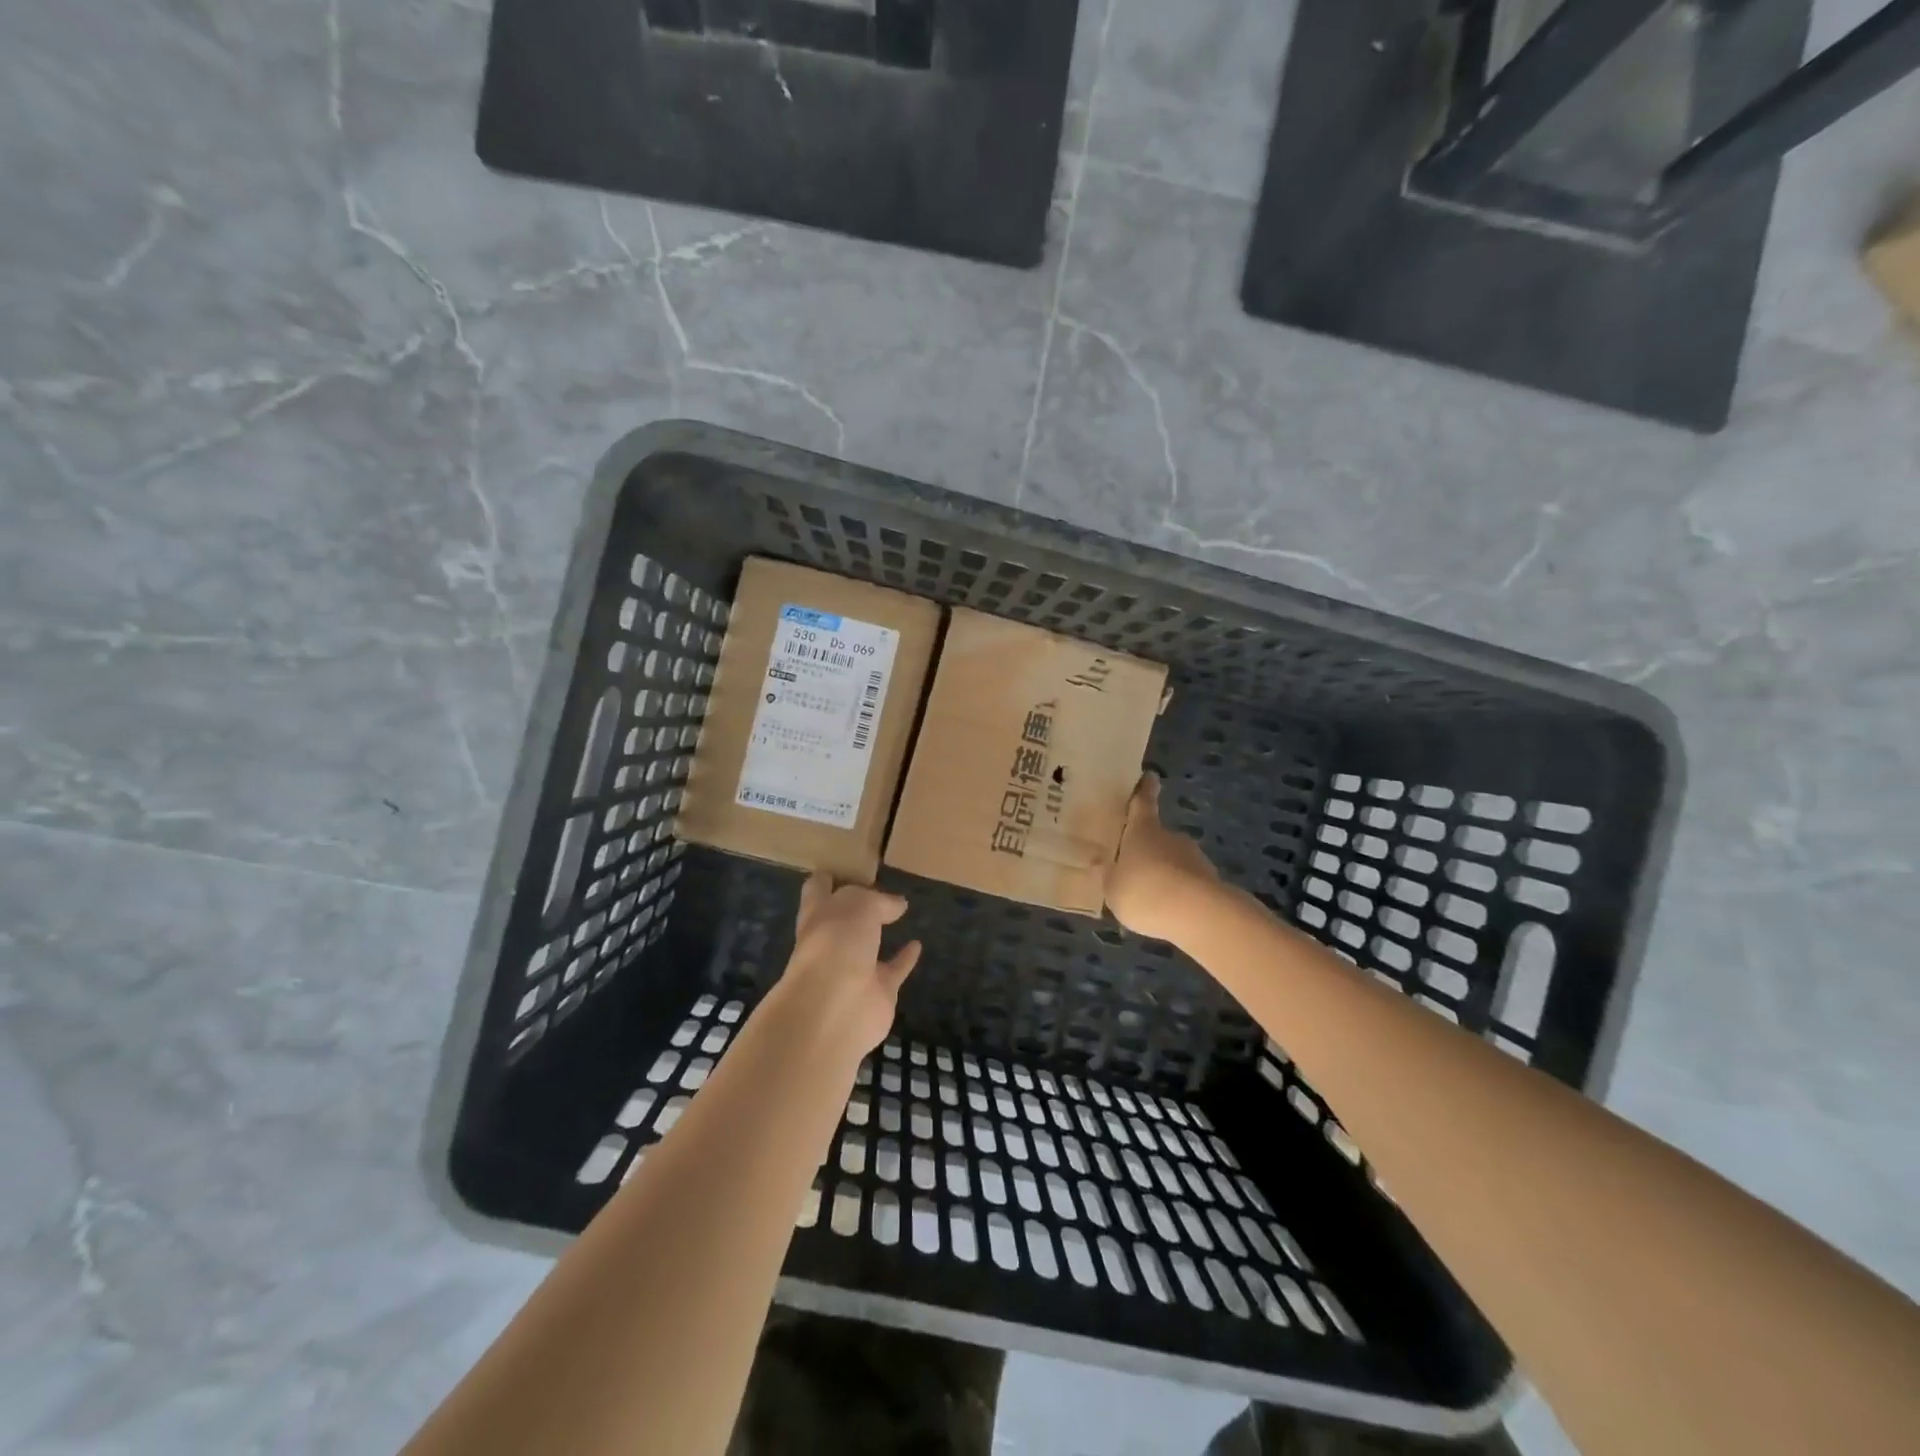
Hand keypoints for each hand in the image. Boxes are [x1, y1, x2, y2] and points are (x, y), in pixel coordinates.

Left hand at [767, 874, 921, 1064]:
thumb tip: (897, 905)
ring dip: (880, 930)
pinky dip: (905, 959)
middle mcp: (830, 941)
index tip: (848, 862)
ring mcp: (852, 969)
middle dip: (856, 903)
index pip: (818, 889)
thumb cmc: (836, 943)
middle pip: (842, 917)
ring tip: (902, 909)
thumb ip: (879, 900)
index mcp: (817, 915)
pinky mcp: (877, 993)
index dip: (829, 877)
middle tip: (880, 883)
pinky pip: (893, 970)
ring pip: (867, 945)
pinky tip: (917, 944)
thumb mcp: (858, 904)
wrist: (836, 1008)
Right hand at [1106, 773, 1220, 943]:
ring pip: (1174, 861)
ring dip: (1165, 874)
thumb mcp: (1112, 888)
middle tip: (1135, 868)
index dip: (1145, 790)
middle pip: (1158, 837)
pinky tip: (1170, 912)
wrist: (1197, 914)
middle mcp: (1170, 837)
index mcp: (1142, 831)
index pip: (1143, 803)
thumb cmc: (1143, 891)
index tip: (1150, 776)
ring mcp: (1194, 858)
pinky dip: (1179, 893)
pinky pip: (1188, 883)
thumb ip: (1108, 875)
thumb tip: (1101, 863)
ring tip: (1151, 898)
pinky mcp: (1211, 881)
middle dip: (1149, 849)